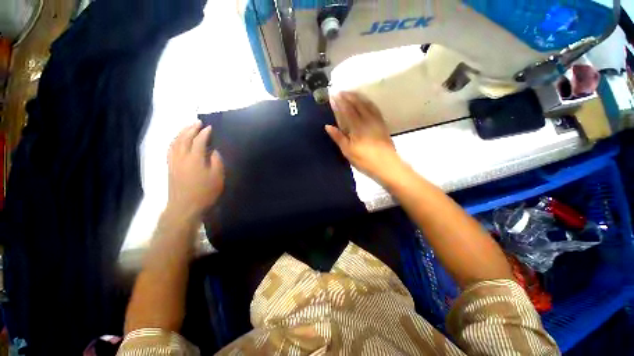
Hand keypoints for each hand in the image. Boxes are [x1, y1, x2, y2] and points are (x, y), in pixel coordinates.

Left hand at [167, 121, 223, 217]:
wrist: (185, 207)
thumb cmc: (205, 192)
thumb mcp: (217, 177)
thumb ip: (217, 162)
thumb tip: (214, 151)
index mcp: (195, 159)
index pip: (199, 141)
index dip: (204, 133)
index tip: (209, 127)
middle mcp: (182, 157)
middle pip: (184, 138)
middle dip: (190, 128)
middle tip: (197, 122)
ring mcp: (173, 162)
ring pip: (175, 142)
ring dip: (181, 133)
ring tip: (187, 127)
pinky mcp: (169, 167)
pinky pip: (170, 149)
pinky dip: (174, 141)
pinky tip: (177, 140)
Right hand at [325, 92, 404, 182]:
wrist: (386, 165)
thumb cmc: (364, 160)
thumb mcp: (348, 151)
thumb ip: (338, 137)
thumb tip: (328, 126)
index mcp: (356, 126)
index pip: (347, 110)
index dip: (339, 102)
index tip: (333, 95)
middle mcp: (367, 120)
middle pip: (357, 104)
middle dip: (348, 96)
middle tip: (341, 91)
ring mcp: (376, 121)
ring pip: (367, 104)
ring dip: (358, 97)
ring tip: (352, 93)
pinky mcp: (382, 124)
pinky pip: (375, 109)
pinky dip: (369, 103)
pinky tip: (366, 102)